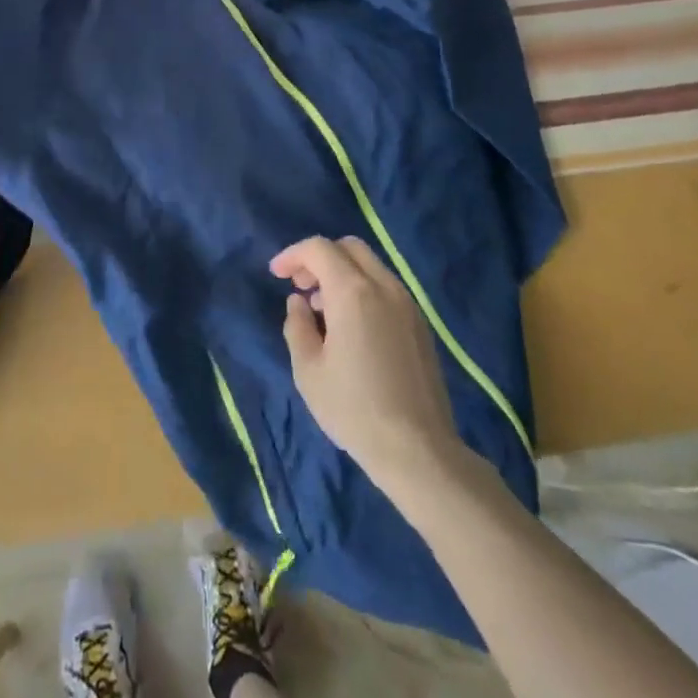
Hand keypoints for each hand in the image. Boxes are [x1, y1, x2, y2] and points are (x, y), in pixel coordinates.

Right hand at [271, 236, 461, 493]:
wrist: (418, 450)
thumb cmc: (354, 409)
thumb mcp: (308, 370)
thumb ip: (297, 325)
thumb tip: (299, 302)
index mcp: (353, 292)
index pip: (319, 249)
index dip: (293, 255)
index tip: (276, 274)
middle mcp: (384, 286)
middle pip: (349, 248)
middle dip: (320, 258)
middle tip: (301, 285)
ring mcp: (407, 304)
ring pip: (370, 266)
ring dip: (342, 273)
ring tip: (322, 309)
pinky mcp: (420, 324)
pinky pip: (386, 288)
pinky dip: (363, 289)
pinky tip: (351, 325)